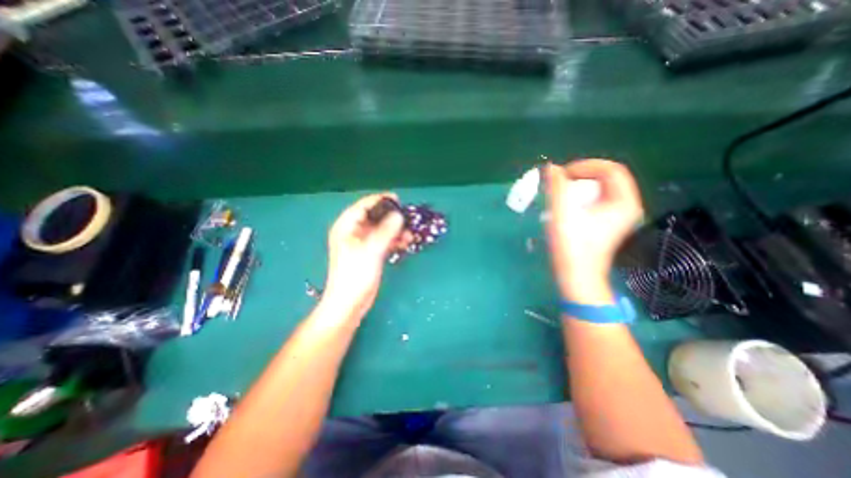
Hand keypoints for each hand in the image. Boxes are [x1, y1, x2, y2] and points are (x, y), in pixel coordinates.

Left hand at [323, 192, 408, 320]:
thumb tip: (399, 215)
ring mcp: (362, 243)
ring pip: (381, 229)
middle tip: (408, 218)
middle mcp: (354, 232)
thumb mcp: (371, 250)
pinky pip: (384, 241)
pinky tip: (406, 242)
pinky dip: (394, 240)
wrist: (349, 303)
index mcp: (347, 226)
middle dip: (392, 217)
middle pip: (375, 217)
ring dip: (395, 230)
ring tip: (410, 232)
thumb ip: (386, 231)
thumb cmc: (355, 275)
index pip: (364, 206)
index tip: (398, 199)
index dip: (381, 200)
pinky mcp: (370, 253)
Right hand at [549, 158, 641, 301]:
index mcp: (623, 202)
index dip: (586, 166)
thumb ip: (557, 187)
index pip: (611, 169)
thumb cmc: (571, 245)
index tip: (563, 174)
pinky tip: (566, 203)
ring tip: (561, 191)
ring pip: (601, 189)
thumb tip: (552, 168)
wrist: (576, 275)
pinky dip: (581, 196)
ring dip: (580, 185)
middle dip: (582, 175)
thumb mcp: (562, 213)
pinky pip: (597, 199)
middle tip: (561, 181)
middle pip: (607, 178)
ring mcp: (617, 216)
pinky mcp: (606, 223)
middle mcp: (626, 206)